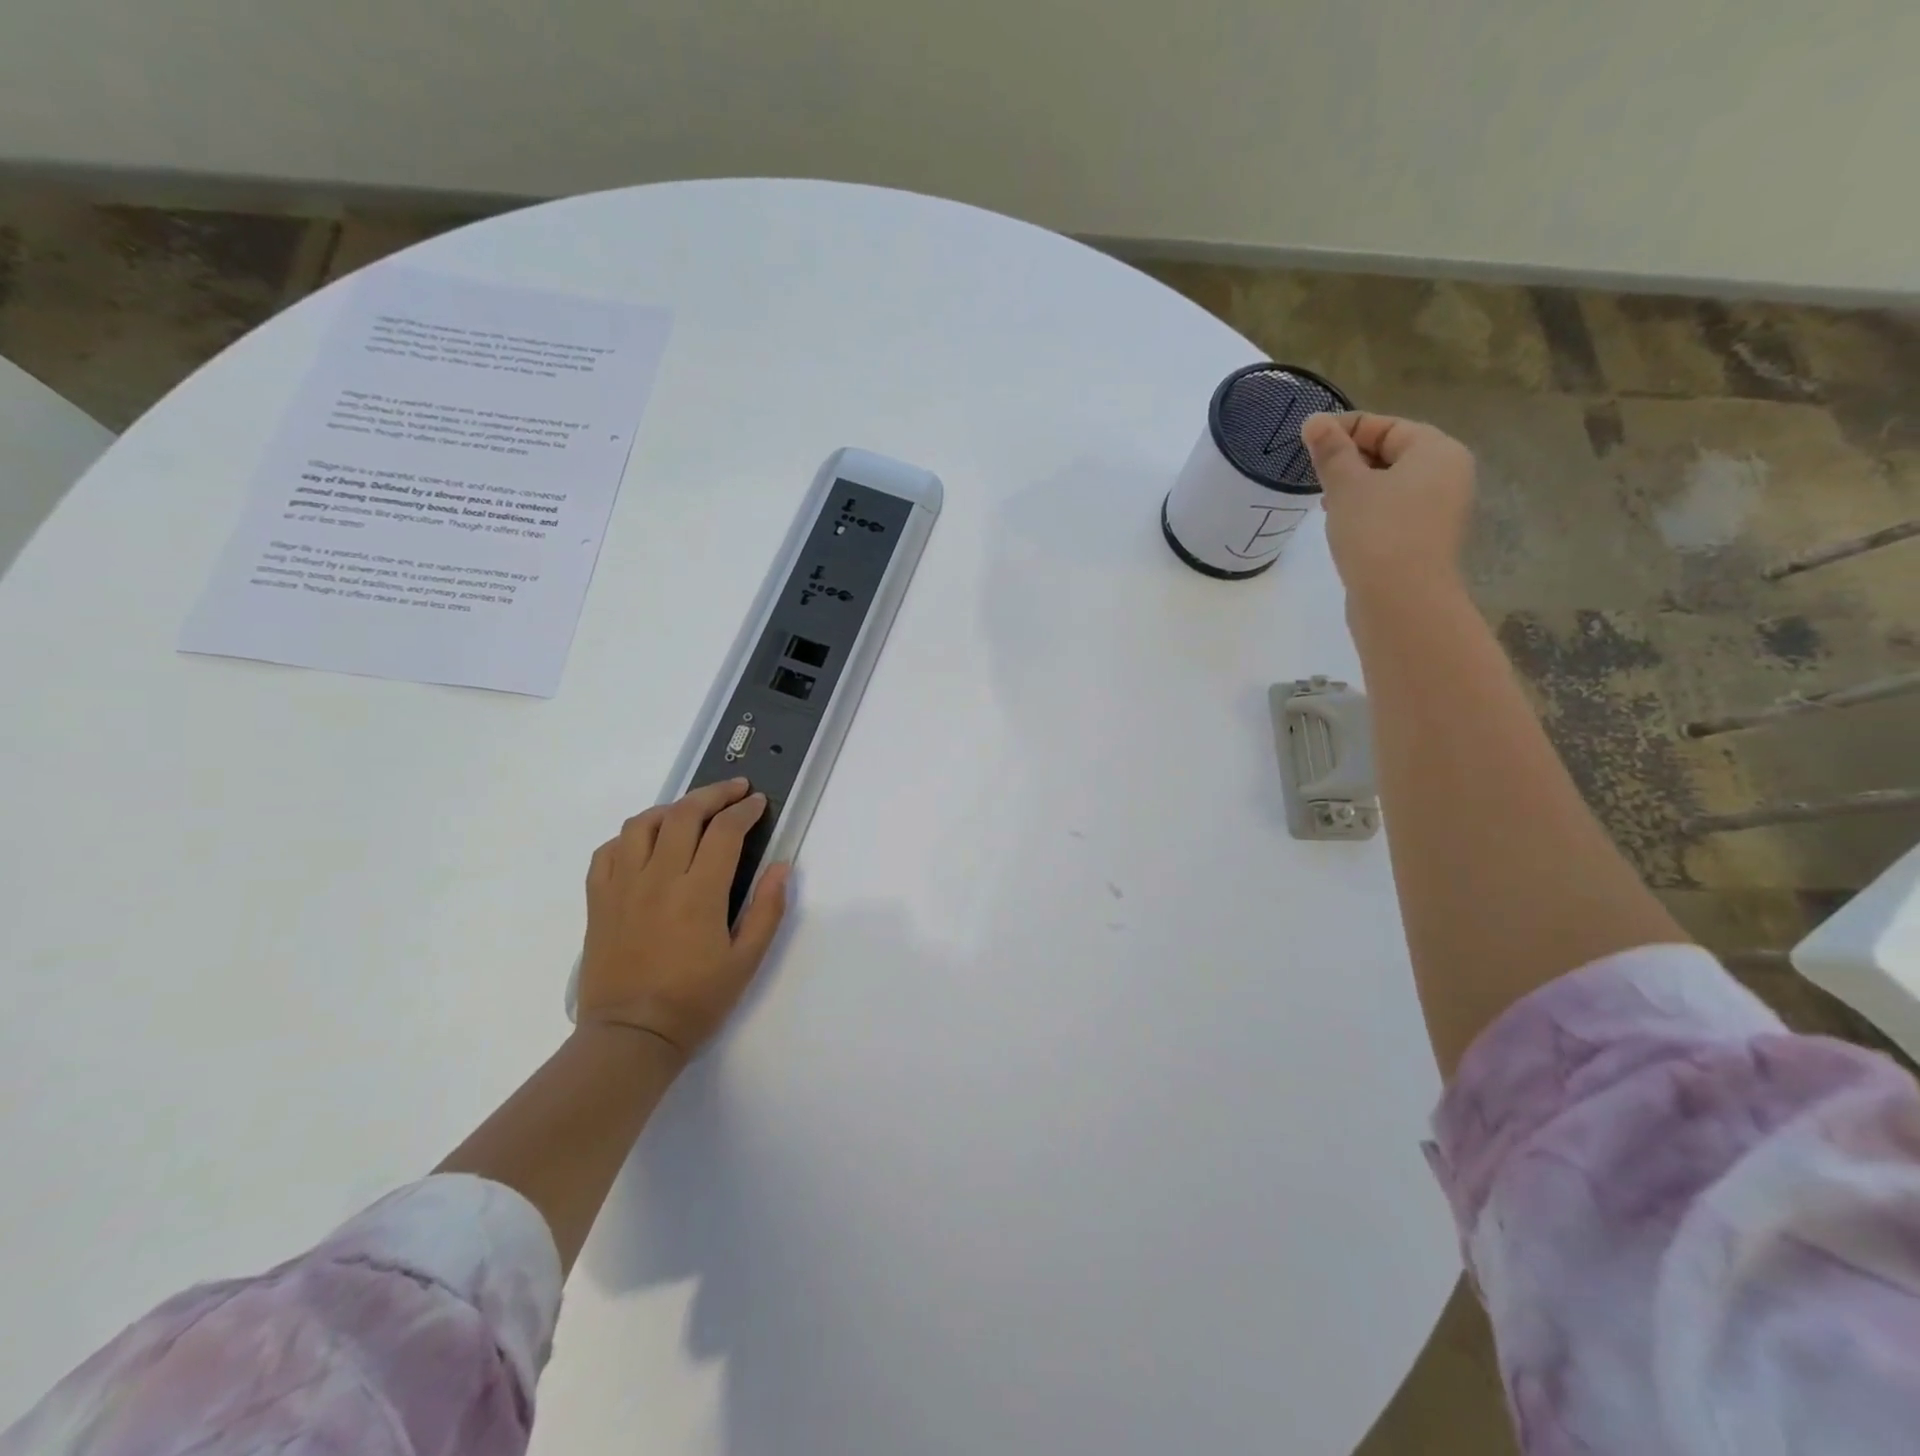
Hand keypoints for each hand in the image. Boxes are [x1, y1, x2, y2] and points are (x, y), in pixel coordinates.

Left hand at [576, 779, 790, 1059]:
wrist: (630, 1037)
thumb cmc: (695, 1001)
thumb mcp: (746, 961)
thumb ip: (767, 909)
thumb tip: (781, 866)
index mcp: (698, 893)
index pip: (724, 832)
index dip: (745, 810)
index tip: (758, 804)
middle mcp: (658, 878)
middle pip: (684, 814)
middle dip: (714, 794)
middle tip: (735, 790)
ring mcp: (622, 886)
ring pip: (642, 824)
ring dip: (672, 808)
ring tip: (691, 811)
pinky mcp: (598, 900)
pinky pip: (609, 851)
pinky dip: (631, 836)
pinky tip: (647, 843)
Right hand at [1301, 411, 1475, 606]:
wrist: (1401, 600)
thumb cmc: (1376, 532)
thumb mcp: (1346, 486)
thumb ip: (1331, 451)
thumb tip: (1315, 420)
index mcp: (1436, 450)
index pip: (1387, 426)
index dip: (1345, 429)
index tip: (1308, 441)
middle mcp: (1448, 474)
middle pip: (1392, 453)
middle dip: (1351, 459)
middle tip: (1313, 473)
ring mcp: (1441, 509)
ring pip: (1392, 485)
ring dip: (1357, 487)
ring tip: (1324, 501)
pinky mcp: (1427, 539)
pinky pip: (1395, 511)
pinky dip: (1368, 511)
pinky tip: (1343, 525)